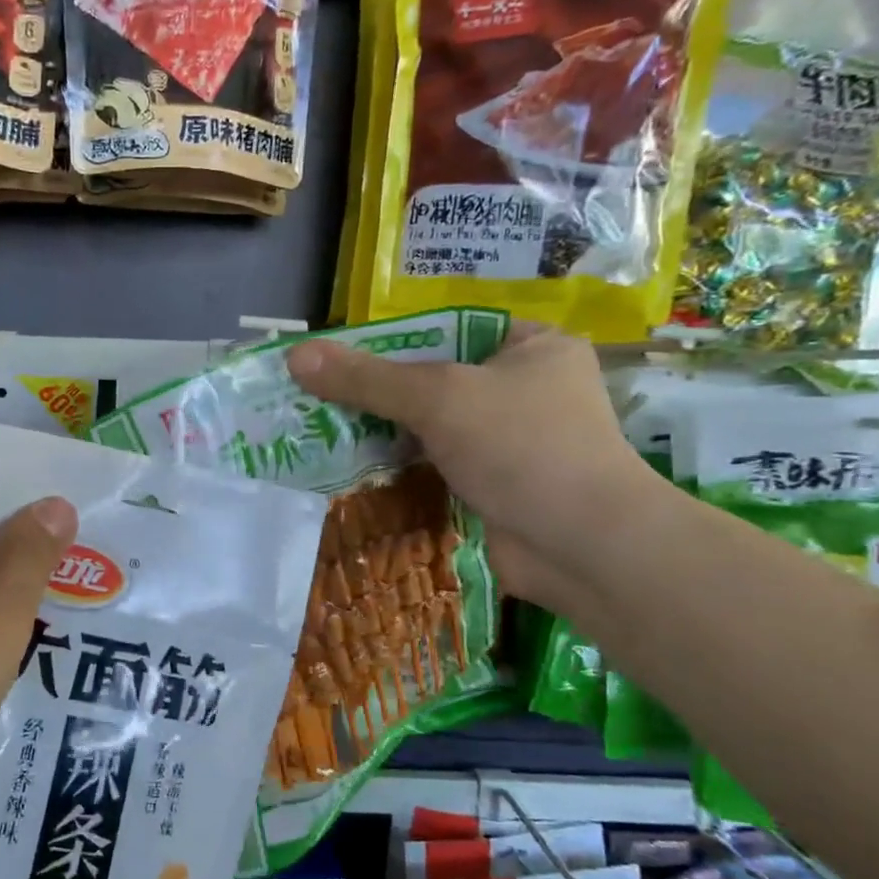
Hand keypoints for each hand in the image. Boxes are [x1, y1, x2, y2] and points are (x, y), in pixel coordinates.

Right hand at [286, 321, 649, 611]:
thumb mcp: (438, 398)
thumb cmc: (522, 448)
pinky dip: (400, 469)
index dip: (387, 342)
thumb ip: (366, 378)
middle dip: (376, 393)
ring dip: (383, 434)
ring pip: (431, 427)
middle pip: (432, 380)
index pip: (445, 330)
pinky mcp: (495, 486)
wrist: (584, 549)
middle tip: (316, 397)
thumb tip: (294, 355)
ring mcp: (511, 442)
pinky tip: (350, 469)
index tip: (335, 357)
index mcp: (530, 347)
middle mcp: (524, 389)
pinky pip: (435, 465)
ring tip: (319, 431)